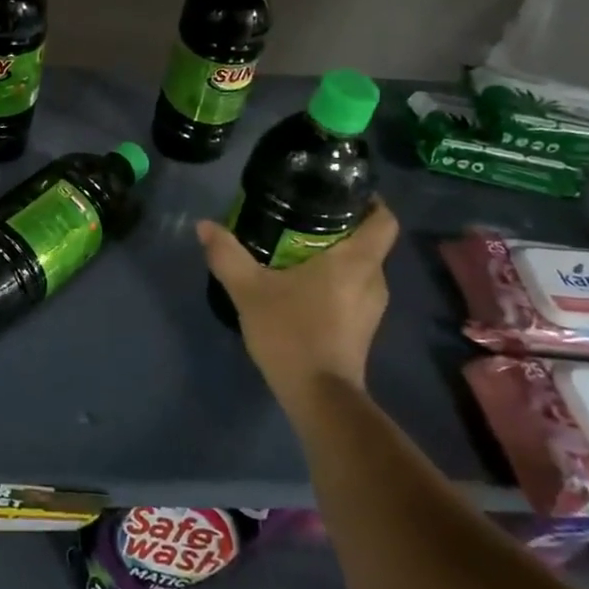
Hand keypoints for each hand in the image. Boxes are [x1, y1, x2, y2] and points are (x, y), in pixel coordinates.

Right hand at [198, 200, 398, 403]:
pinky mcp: (363, 327)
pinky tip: (302, 285)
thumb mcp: (249, 290)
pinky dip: (335, 280)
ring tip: (298, 248)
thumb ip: (226, 254)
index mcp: (356, 261)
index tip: (340, 191)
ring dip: (337, 255)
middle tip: (304, 216)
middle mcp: (373, 279)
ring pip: (361, 267)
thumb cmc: (292, 333)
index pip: (384, 219)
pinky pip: (354, 289)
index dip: (369, 201)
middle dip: (342, 226)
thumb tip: (204, 225)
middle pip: (369, 241)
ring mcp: (372, 307)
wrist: (319, 397)